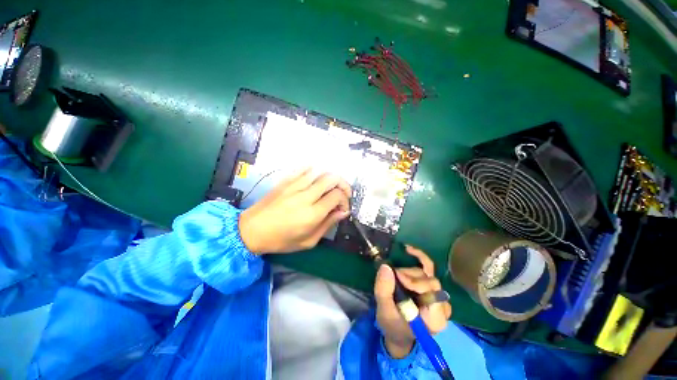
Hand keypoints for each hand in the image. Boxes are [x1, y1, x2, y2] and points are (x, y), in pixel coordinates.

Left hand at [238, 168, 351, 253]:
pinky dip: (314, 170)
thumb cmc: (281, 240)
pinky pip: (303, 169)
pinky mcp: (285, 181)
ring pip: (320, 171)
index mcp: (312, 214)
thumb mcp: (308, 241)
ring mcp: (294, 186)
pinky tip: (316, 178)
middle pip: (332, 179)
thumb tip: (343, 212)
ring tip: (332, 186)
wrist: (251, 231)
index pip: (337, 196)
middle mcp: (305, 196)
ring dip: (331, 177)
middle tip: (344, 193)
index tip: (343, 208)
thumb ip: (328, 224)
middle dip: (343, 184)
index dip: (345, 200)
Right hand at [375, 245, 451, 357]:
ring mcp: (438, 295)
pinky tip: (409, 250)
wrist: (399, 333)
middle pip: (429, 280)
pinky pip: (428, 269)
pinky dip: (418, 257)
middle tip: (393, 276)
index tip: (397, 277)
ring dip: (408, 271)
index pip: (432, 291)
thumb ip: (384, 290)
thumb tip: (386, 266)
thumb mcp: (385, 311)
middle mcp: (442, 306)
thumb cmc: (393, 326)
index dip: (415, 281)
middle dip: (409, 276)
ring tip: (395, 276)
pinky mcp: (432, 288)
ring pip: (427, 273)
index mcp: (435, 318)